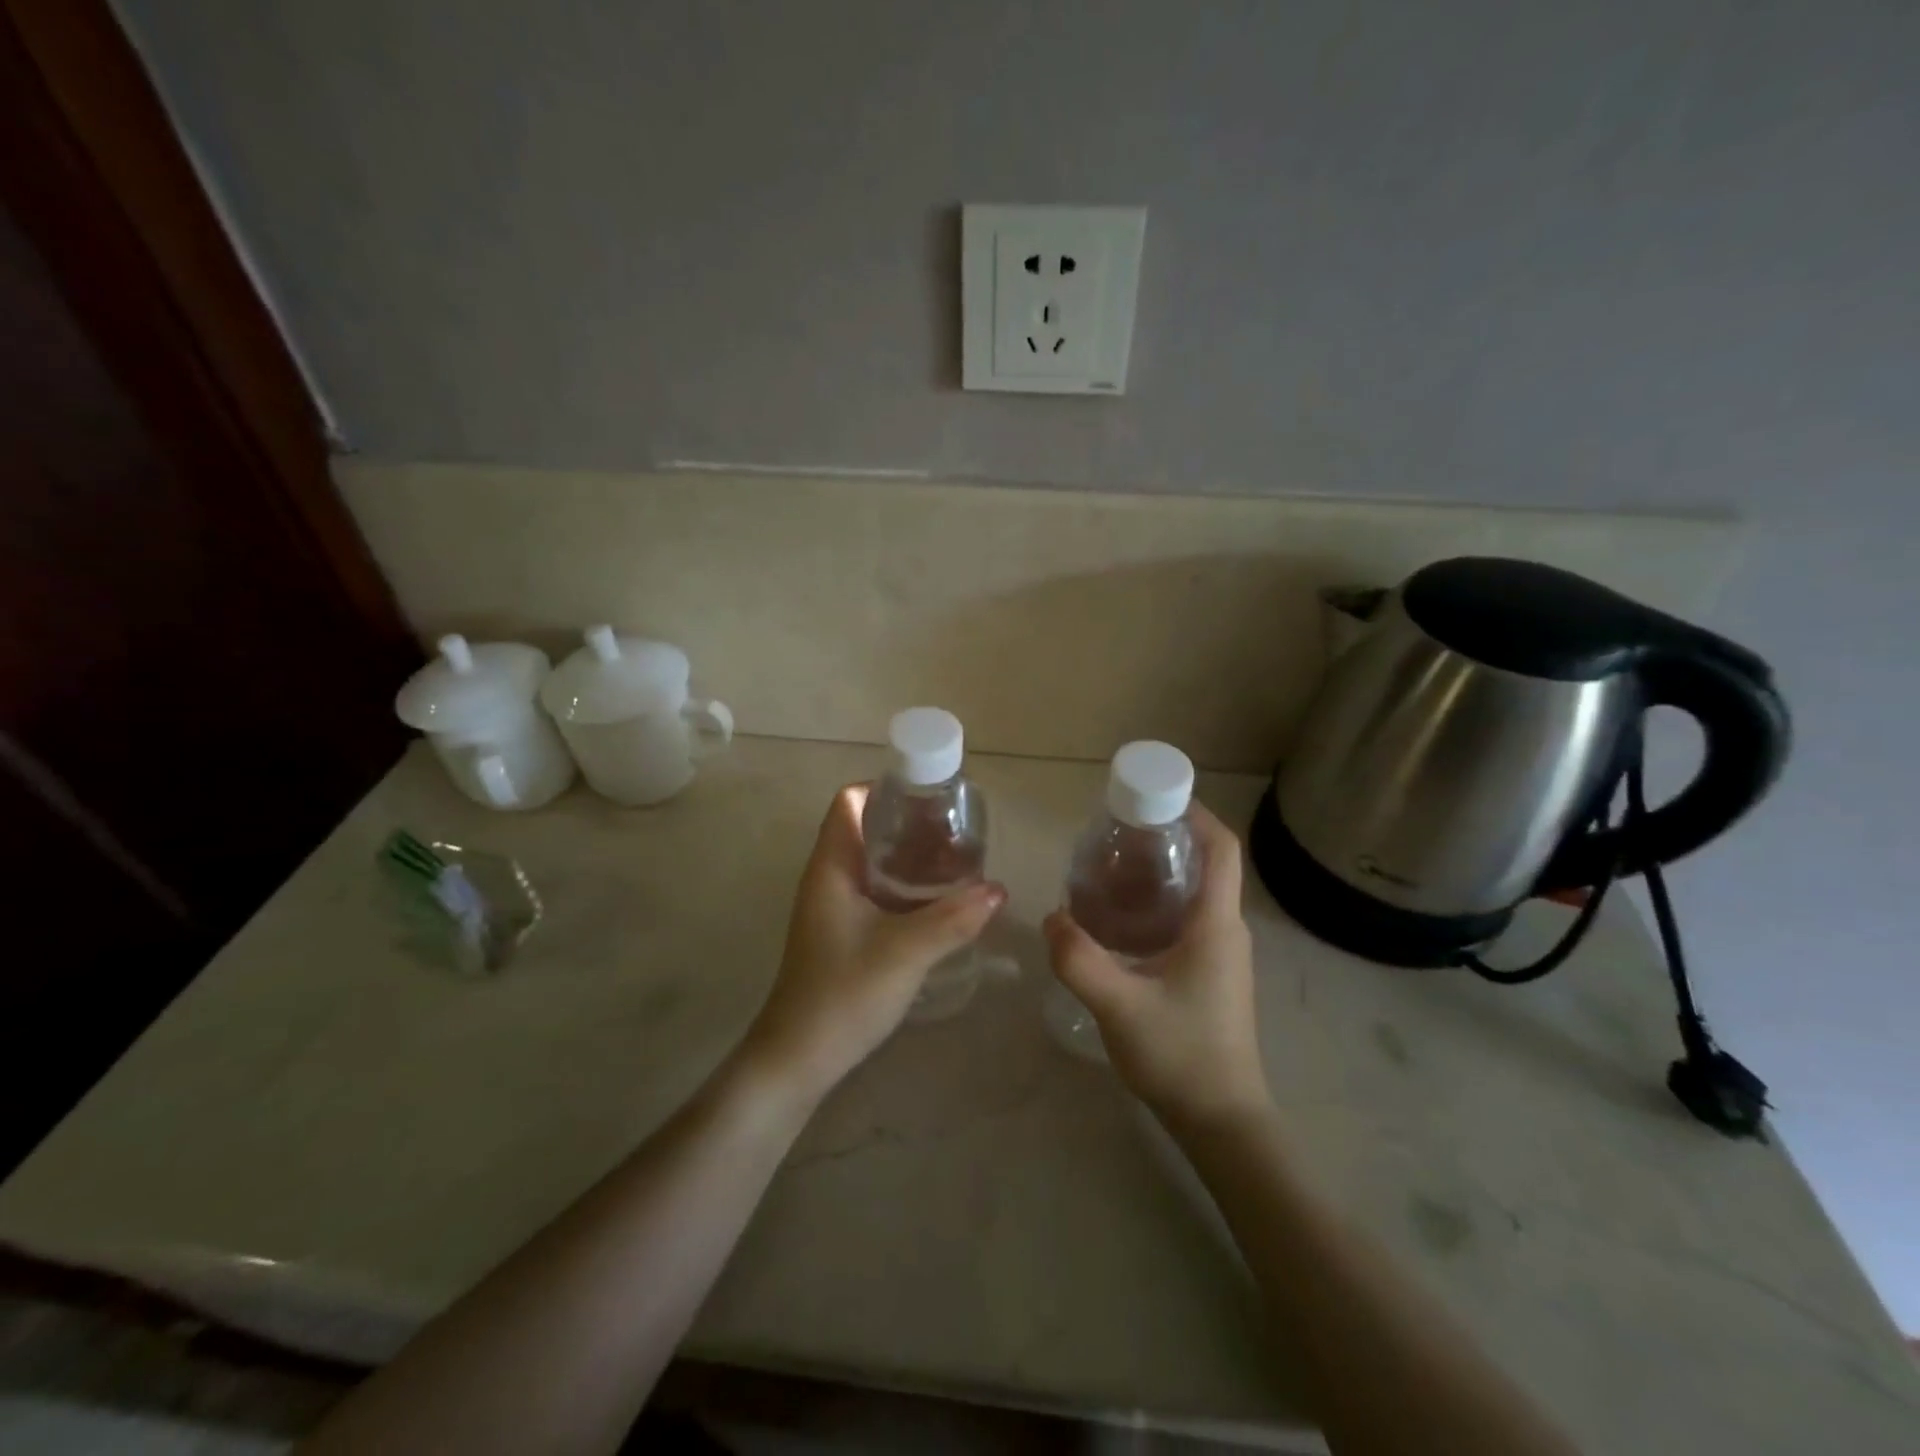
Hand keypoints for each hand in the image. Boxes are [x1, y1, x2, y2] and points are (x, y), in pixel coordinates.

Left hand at [745, 784, 1005, 1101]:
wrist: (799, 1058)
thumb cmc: (844, 993)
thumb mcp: (906, 952)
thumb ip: (954, 918)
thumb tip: (999, 890)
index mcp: (832, 866)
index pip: (850, 802)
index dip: (886, 788)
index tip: (930, 797)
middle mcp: (828, 877)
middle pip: (865, 827)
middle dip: (908, 823)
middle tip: (955, 830)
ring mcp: (833, 906)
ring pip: (873, 862)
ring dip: (909, 857)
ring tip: (956, 860)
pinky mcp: (842, 932)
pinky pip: (875, 891)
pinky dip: (904, 886)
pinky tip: (938, 902)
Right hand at [1043, 802, 1267, 1126]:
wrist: (1222, 1122)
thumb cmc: (1180, 1055)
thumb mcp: (1119, 1005)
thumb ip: (1078, 959)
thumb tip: (1051, 917)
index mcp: (1216, 925)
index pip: (1222, 849)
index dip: (1197, 814)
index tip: (1155, 798)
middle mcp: (1227, 931)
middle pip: (1207, 865)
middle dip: (1167, 840)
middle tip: (1116, 835)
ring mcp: (1223, 956)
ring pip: (1196, 895)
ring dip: (1161, 874)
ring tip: (1110, 870)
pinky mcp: (1212, 976)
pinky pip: (1189, 921)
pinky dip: (1159, 905)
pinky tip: (1120, 921)